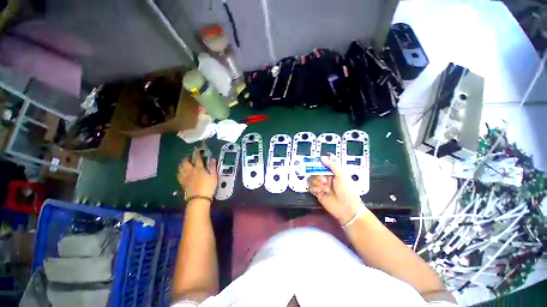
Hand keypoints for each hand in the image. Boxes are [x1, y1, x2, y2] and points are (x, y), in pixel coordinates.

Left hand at [177, 149, 217, 200]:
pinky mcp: (182, 183)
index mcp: (199, 169)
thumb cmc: (208, 187)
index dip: (197, 153)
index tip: (197, 149)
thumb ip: (213, 167)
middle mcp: (190, 171)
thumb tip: (213, 159)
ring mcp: (185, 177)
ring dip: (182, 164)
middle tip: (189, 157)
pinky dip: (179, 171)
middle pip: (185, 162)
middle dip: (186, 158)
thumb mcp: (214, 176)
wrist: (199, 198)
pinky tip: (181, 171)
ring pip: (180, 167)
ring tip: (184, 163)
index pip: (197, 158)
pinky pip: (178, 175)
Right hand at [308, 155, 364, 224]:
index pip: (322, 165)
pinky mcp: (318, 193)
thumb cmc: (347, 190)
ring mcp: (322, 185)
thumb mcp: (342, 175)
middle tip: (324, 180)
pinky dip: (314, 188)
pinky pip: (310, 187)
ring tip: (325, 188)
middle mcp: (326, 178)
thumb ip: (332, 165)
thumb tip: (323, 157)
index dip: (318, 164)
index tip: (315, 164)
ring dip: (317, 183)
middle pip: (315, 172)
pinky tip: (320, 191)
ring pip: (312, 179)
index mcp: (333, 172)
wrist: (347, 208)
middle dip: (318, 175)